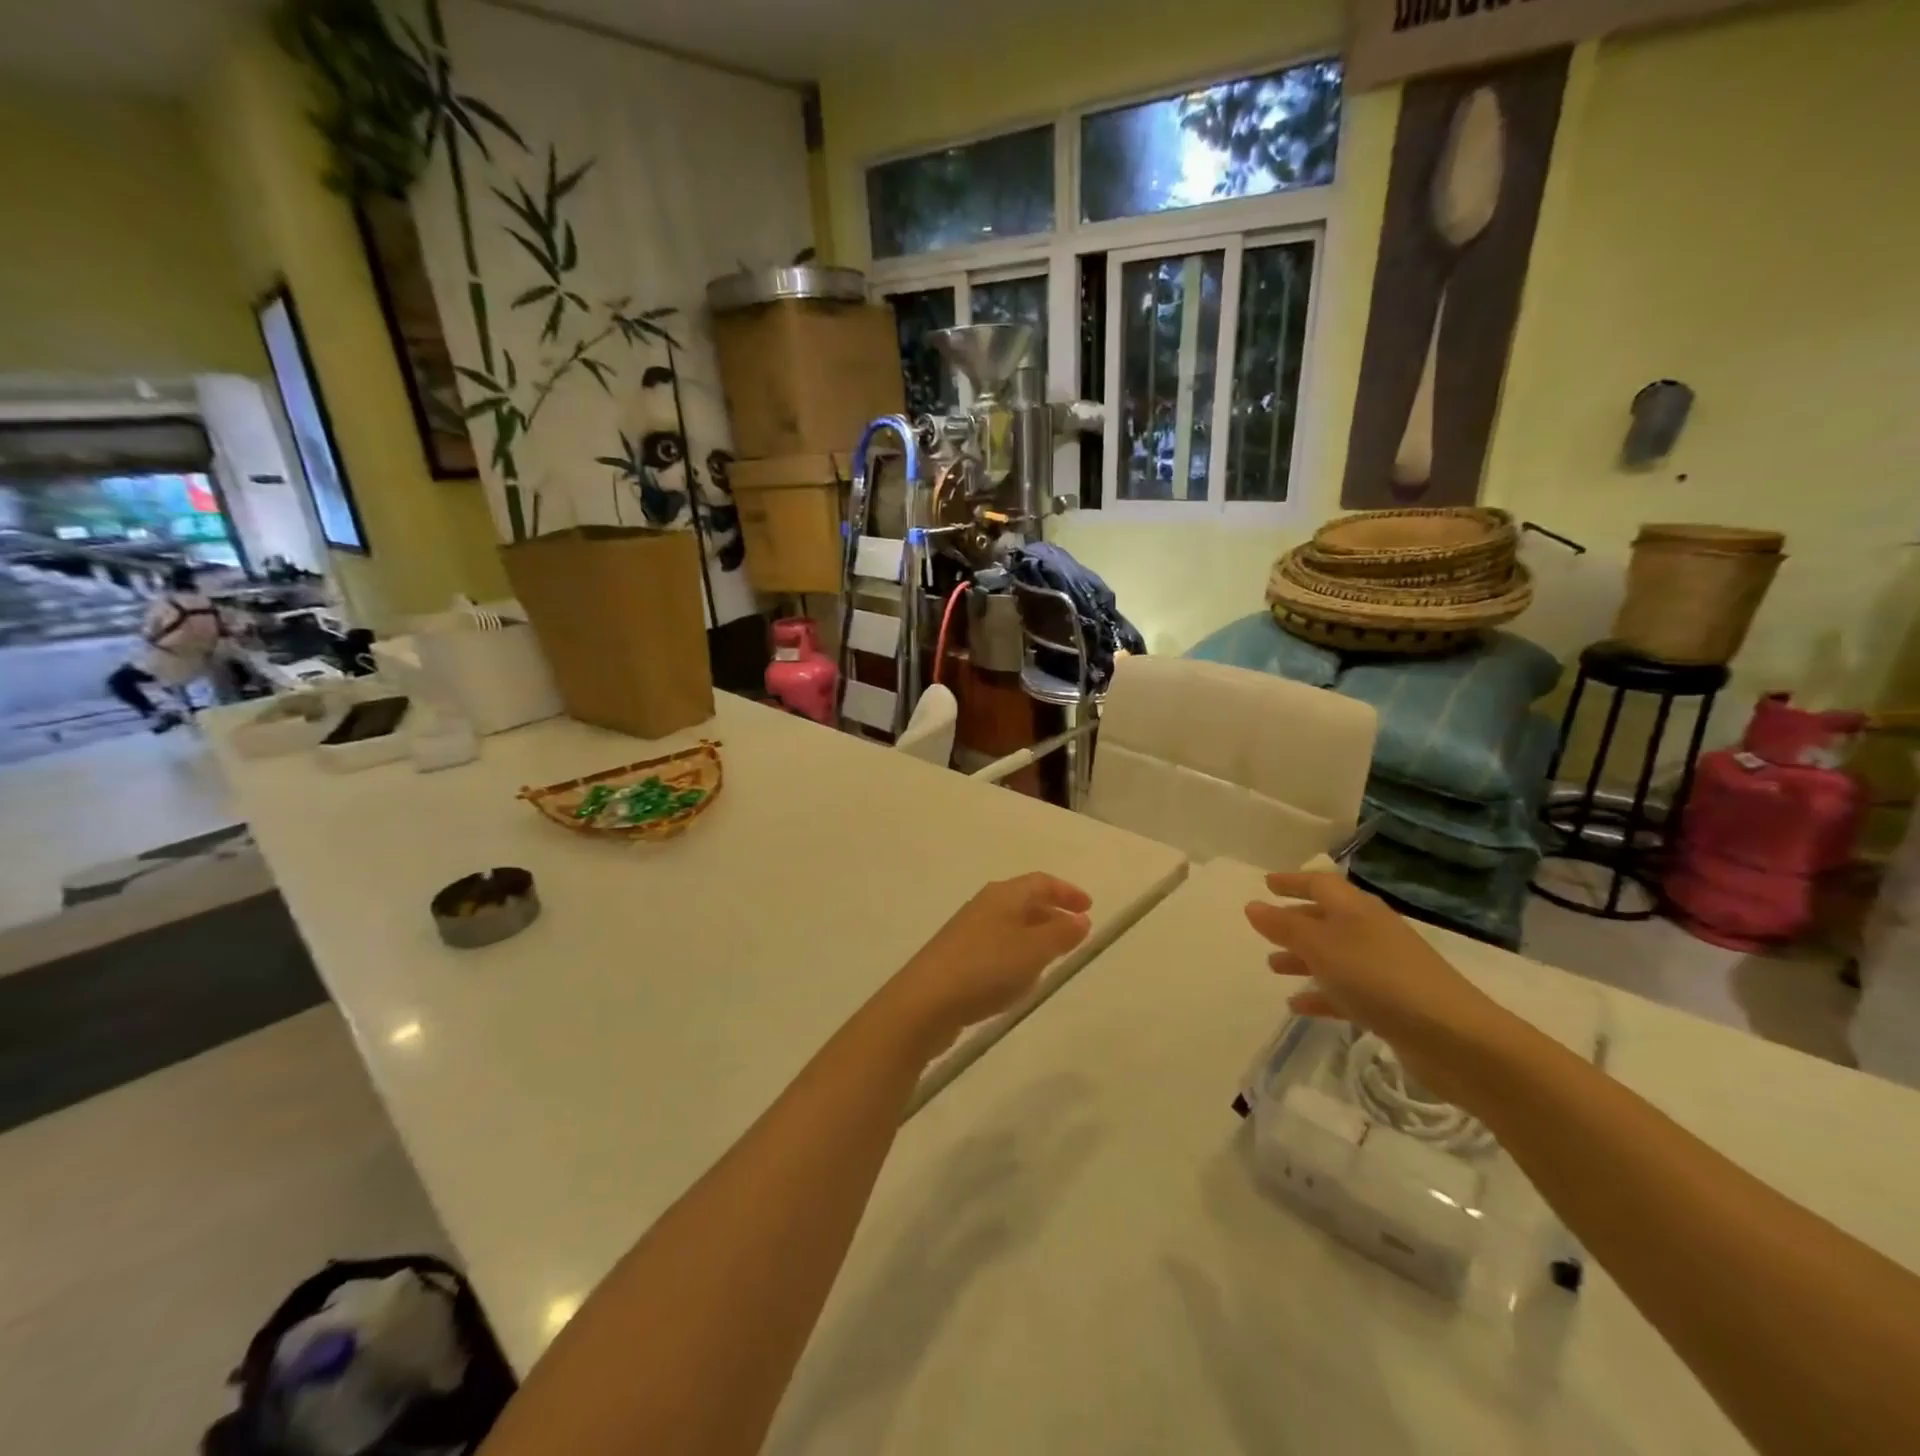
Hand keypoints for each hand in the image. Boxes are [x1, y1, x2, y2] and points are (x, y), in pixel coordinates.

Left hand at [884, 874, 1092, 1053]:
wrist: (924, 1002)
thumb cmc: (986, 968)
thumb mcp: (1033, 951)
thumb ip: (1061, 935)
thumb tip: (1081, 919)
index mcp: (1003, 895)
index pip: (1040, 882)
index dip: (1066, 892)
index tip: (1089, 907)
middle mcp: (984, 906)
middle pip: (1024, 901)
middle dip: (1052, 914)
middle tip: (1076, 933)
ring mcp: (967, 932)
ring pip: (1010, 925)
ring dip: (1034, 936)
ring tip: (1054, 958)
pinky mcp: (957, 958)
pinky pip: (997, 947)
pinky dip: (1016, 954)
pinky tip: (1020, 979)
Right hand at [1244, 872, 1507, 1105]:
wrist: (1454, 1038)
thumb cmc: (1379, 979)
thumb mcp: (1322, 948)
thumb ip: (1285, 927)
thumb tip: (1252, 905)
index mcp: (1356, 910)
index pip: (1320, 884)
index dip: (1292, 882)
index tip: (1266, 883)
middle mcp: (1370, 932)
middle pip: (1326, 919)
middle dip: (1294, 922)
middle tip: (1264, 929)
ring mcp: (1383, 968)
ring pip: (1333, 956)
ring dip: (1303, 959)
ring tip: (1273, 967)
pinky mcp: (1391, 1003)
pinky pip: (1345, 991)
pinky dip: (1321, 994)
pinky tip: (1298, 1005)